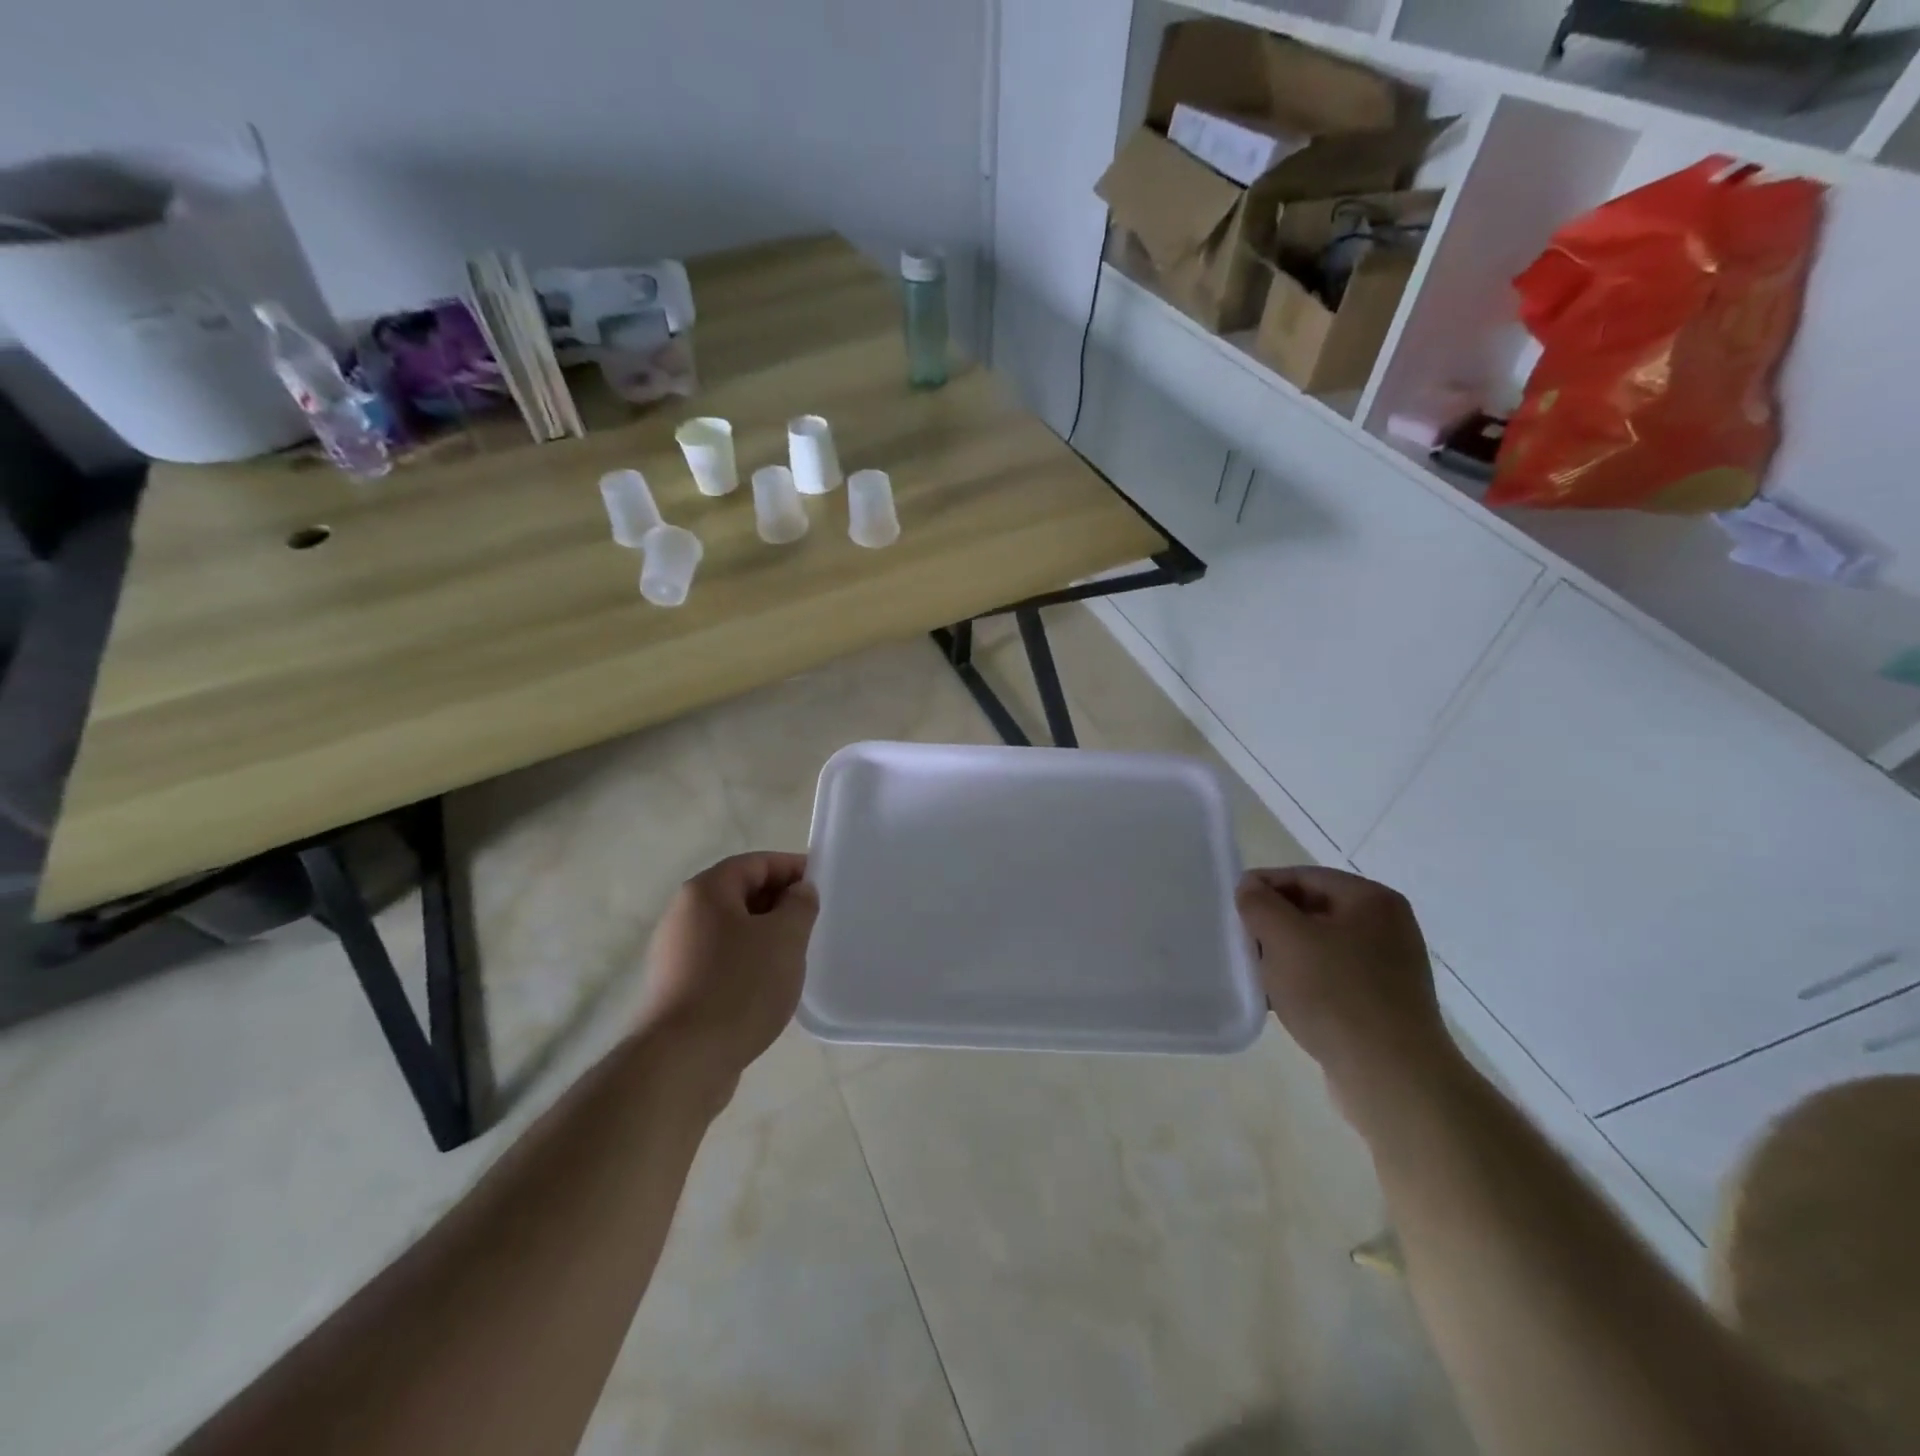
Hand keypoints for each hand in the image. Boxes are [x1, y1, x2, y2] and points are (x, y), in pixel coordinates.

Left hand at [637, 852, 817, 1099]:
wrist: (683, 1061)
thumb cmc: (739, 986)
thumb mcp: (785, 938)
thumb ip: (800, 905)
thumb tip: (799, 891)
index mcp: (706, 891)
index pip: (756, 863)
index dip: (792, 868)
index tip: (822, 885)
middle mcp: (683, 914)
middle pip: (740, 894)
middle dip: (779, 902)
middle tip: (813, 921)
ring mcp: (676, 953)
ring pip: (731, 929)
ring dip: (765, 935)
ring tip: (795, 955)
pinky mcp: (677, 988)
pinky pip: (720, 960)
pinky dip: (748, 962)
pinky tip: (768, 986)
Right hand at [1236, 866, 1457, 1117]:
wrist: (1392, 1079)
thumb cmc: (1335, 995)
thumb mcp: (1284, 938)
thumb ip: (1259, 904)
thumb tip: (1249, 887)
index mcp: (1371, 900)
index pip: (1304, 876)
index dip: (1263, 886)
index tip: (1230, 906)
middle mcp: (1387, 927)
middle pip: (1313, 910)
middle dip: (1273, 924)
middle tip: (1240, 941)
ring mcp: (1389, 968)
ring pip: (1320, 946)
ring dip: (1285, 955)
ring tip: (1256, 973)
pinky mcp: (1383, 1004)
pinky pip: (1333, 978)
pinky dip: (1304, 983)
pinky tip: (1279, 1001)